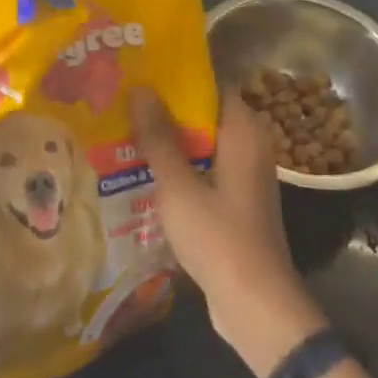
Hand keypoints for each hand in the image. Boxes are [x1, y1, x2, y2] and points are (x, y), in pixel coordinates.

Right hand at [131, 87, 328, 377]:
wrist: (255, 304)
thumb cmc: (219, 237)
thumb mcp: (179, 186)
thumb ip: (159, 138)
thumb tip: (142, 88)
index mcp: (244, 132)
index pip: (213, 86)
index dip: (178, 79)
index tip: (141, 73)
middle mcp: (250, 147)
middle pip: (205, 116)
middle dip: (166, 112)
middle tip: (122, 104)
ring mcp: (244, 178)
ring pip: (203, 147)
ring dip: (170, 144)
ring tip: (123, 134)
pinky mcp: (236, 204)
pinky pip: (205, 173)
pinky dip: (180, 170)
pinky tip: (144, 175)